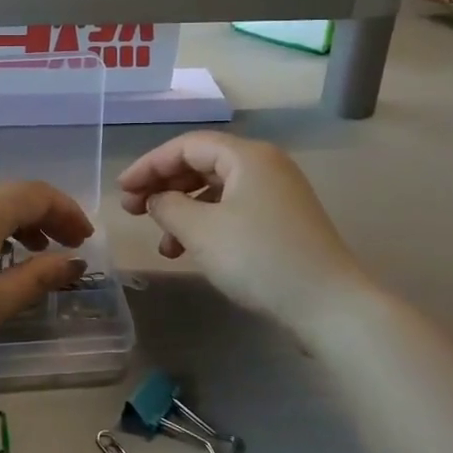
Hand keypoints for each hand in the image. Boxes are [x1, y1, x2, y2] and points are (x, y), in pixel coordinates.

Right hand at [118, 132, 371, 327]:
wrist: (330, 306)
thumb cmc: (259, 258)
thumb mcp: (201, 230)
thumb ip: (168, 206)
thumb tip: (156, 199)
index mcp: (247, 156)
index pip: (186, 146)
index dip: (149, 165)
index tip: (122, 189)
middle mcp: (264, 166)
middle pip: (201, 165)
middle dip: (163, 187)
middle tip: (133, 211)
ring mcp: (277, 195)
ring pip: (215, 191)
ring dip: (182, 212)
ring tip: (161, 244)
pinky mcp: (282, 223)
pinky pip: (233, 212)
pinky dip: (206, 227)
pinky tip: (189, 253)